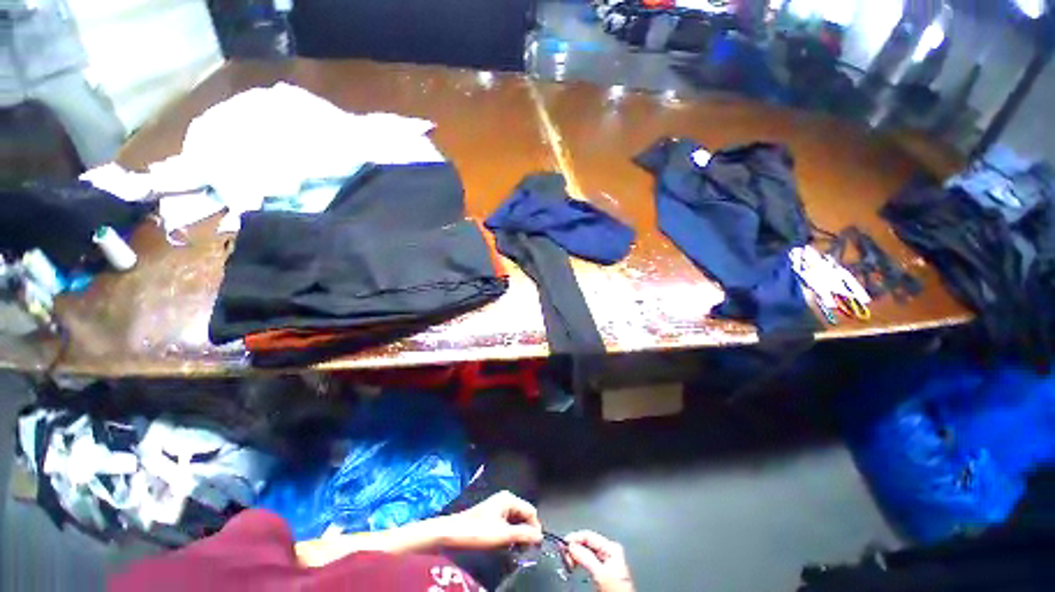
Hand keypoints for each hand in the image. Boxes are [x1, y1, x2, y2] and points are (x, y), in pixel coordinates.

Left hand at [438, 491, 542, 549]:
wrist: (453, 533)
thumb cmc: (478, 531)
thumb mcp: (503, 535)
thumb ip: (523, 534)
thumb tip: (540, 536)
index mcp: (509, 499)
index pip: (531, 511)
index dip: (535, 528)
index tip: (536, 546)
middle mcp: (505, 499)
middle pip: (524, 515)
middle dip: (526, 531)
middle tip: (525, 550)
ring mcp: (498, 506)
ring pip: (516, 520)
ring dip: (518, 534)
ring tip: (516, 549)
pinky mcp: (492, 515)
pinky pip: (508, 523)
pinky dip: (510, 533)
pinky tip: (507, 544)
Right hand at [564, 531, 634, 591]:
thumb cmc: (616, 589)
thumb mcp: (600, 572)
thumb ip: (586, 557)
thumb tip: (571, 545)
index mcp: (611, 547)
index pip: (588, 535)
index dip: (574, 538)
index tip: (562, 544)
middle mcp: (609, 551)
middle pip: (587, 543)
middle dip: (574, 547)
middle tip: (563, 554)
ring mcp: (606, 561)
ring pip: (586, 551)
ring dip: (575, 554)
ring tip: (567, 560)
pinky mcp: (602, 570)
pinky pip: (587, 560)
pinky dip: (579, 561)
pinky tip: (574, 564)